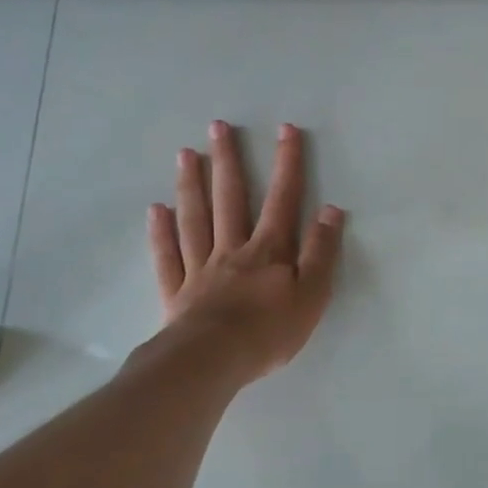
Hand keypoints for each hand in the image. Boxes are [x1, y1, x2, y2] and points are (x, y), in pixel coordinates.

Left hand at [142, 120, 345, 386]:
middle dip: (228, 161)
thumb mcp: (312, 293)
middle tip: (218, 126)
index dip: (287, 163)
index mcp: (269, 250)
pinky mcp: (177, 293)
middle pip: (230, 199)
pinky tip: (156, 210)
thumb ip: (322, 252)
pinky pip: (168, 257)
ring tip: (186, 153)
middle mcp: (233, 250)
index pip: (283, 199)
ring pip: (195, 219)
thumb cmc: (270, 330)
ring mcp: (201, 269)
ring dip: (192, 185)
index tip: (285, 129)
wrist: (213, 361)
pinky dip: (161, 233)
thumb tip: (331, 210)